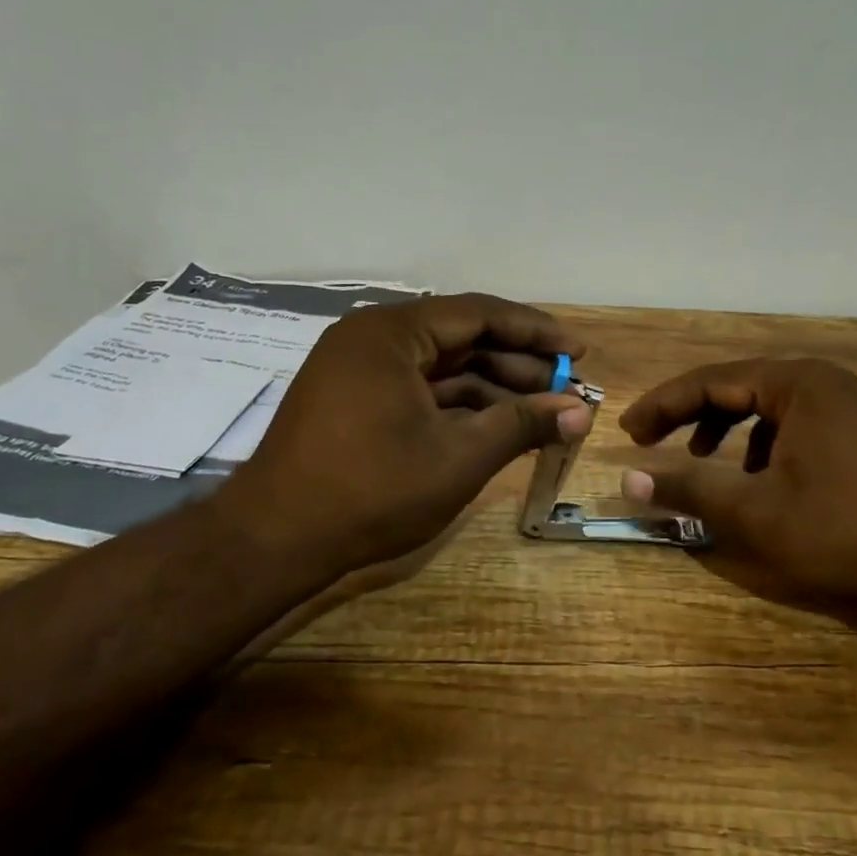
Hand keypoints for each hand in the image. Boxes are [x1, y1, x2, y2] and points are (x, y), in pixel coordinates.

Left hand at [216, 294, 592, 578]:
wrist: (274, 541)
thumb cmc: (371, 491)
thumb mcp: (459, 457)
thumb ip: (523, 425)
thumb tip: (582, 411)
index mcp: (391, 333)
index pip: (480, 313)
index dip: (536, 331)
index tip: (579, 352)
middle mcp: (373, 338)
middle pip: (462, 337)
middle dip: (518, 365)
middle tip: (567, 389)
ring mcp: (360, 369)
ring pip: (442, 367)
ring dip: (493, 388)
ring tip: (543, 413)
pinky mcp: (355, 399)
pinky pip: (420, 389)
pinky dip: (459, 405)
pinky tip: (497, 426)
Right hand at [619, 359, 856, 613]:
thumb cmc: (845, 528)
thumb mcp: (757, 513)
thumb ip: (690, 490)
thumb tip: (628, 482)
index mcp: (796, 383)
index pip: (709, 381)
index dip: (662, 405)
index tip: (628, 431)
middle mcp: (821, 380)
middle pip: (737, 386)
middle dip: (691, 415)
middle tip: (652, 441)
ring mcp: (846, 402)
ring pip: (766, 404)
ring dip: (726, 428)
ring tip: (702, 459)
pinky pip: (793, 421)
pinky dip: (762, 443)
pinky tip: (758, 477)